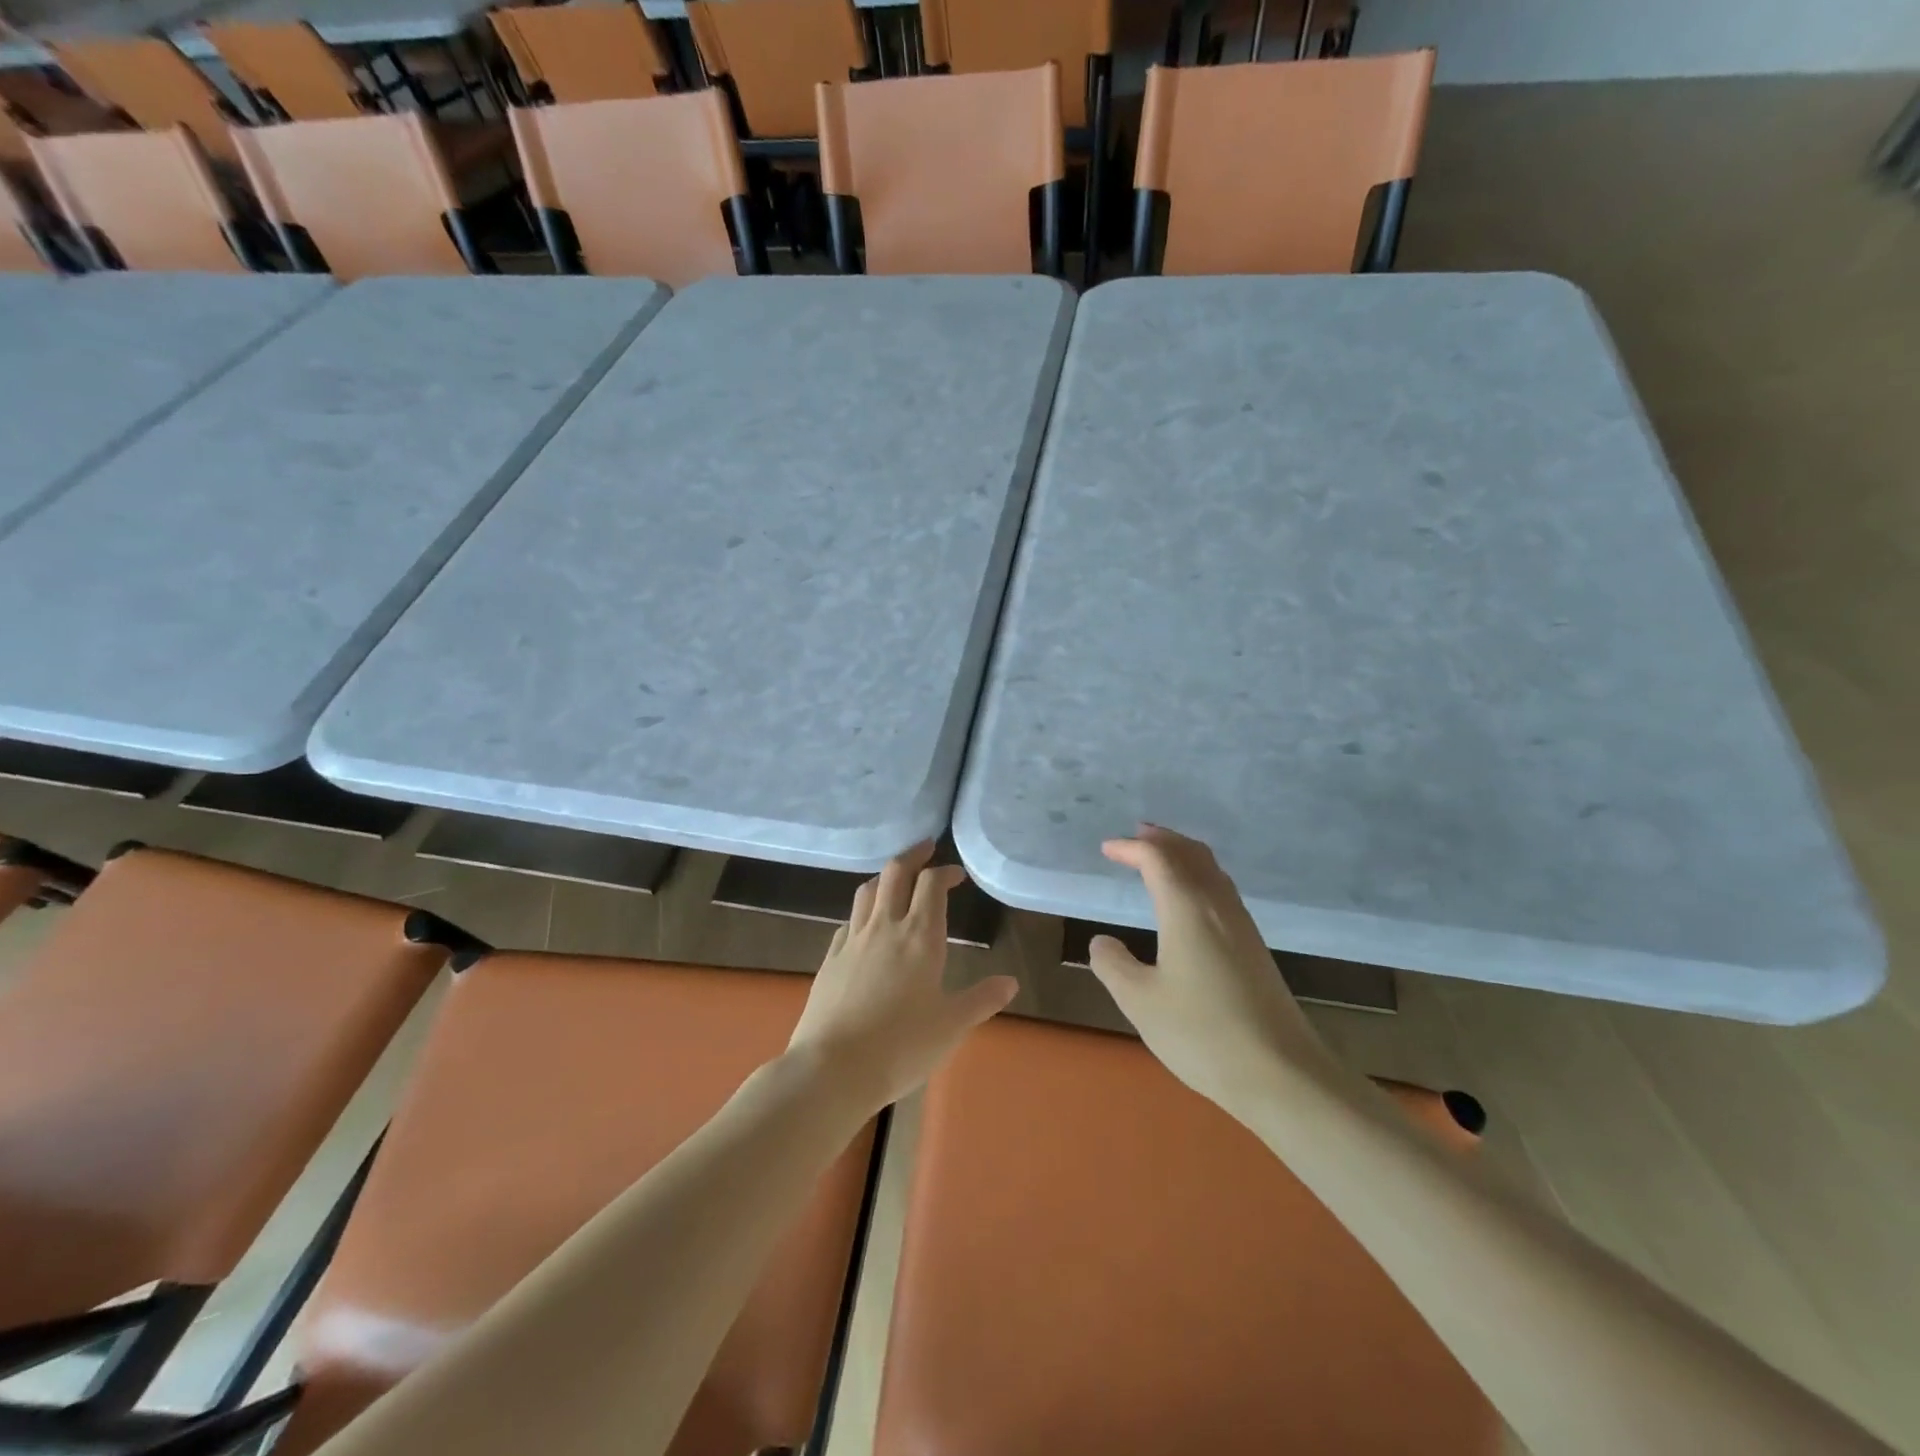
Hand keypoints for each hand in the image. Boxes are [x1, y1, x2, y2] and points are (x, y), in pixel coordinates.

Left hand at [789, 842, 1016, 1115]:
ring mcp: (853, 940)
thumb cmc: (901, 1046)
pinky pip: (849, 920)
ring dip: (884, 877)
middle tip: (925, 849)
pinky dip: (863, 910)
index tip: (956, 874)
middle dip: (912, 855)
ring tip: (896, 879)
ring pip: (867, 890)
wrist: (833, 1068)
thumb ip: (981, 1000)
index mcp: (920, 937)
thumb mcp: (952, 1026)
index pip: (932, 885)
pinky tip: (866, 924)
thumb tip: (1010, 983)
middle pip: (895, 873)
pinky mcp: (830, 958)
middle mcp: (885, 927)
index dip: (945, 871)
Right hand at [1088, 826, 1333, 1109]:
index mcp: (1187, 908)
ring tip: (1160, 859)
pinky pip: (1221, 891)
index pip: (1157, 860)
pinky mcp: (1254, 947)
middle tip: (1137, 836)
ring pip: (1212, 871)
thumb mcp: (1140, 1001)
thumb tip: (1103, 942)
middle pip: (1191, 854)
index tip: (1106, 849)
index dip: (1130, 848)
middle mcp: (1217, 906)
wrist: (1281, 1073)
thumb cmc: (1202, 1033)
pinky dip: (1199, 877)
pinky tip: (1191, 901)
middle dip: (1162, 840)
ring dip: (1183, 856)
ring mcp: (1242, 926)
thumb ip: (1113, 965)